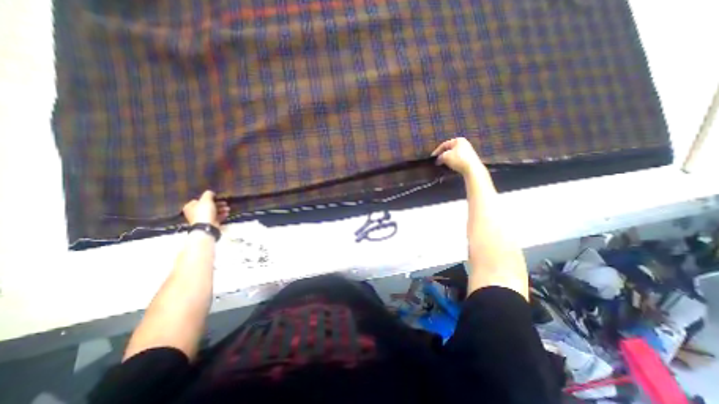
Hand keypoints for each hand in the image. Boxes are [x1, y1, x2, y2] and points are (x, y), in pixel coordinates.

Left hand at [182, 190, 230, 226]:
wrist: (207, 226)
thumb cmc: (204, 212)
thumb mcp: (206, 200)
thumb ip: (208, 194)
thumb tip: (210, 192)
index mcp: (190, 206)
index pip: (199, 200)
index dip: (208, 198)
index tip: (216, 198)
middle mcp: (194, 213)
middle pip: (207, 206)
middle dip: (218, 204)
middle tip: (225, 203)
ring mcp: (201, 219)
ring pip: (213, 212)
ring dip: (221, 209)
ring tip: (228, 209)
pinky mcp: (208, 223)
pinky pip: (216, 217)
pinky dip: (222, 215)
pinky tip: (227, 214)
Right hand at [429, 136, 485, 175]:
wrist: (472, 168)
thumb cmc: (458, 159)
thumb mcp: (445, 157)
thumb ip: (440, 157)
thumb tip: (438, 160)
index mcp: (458, 140)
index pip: (444, 144)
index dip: (437, 150)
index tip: (432, 156)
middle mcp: (464, 143)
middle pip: (449, 149)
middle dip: (442, 154)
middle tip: (437, 160)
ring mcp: (468, 151)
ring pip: (454, 154)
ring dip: (447, 159)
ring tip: (442, 163)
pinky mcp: (470, 158)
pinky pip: (458, 158)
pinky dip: (453, 161)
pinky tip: (450, 166)